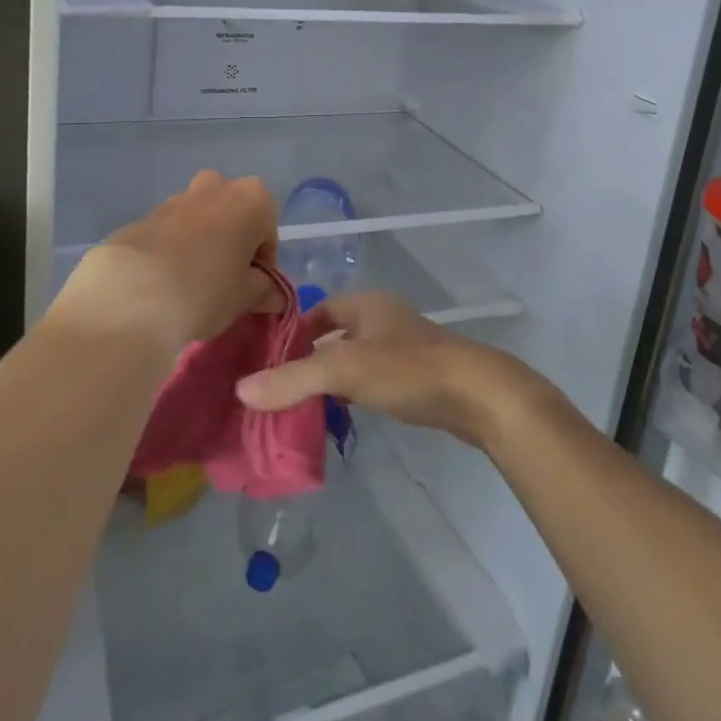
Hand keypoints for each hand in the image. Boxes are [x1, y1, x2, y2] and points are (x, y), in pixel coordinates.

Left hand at [52, 171, 278, 356]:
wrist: (133, 294)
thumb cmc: (207, 290)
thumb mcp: (246, 297)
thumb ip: (264, 290)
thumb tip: (274, 295)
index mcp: (251, 198)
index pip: (268, 230)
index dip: (263, 261)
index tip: (253, 288)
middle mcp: (216, 187)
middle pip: (233, 213)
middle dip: (232, 241)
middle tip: (225, 280)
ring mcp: (176, 198)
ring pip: (199, 218)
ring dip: (201, 242)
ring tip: (191, 284)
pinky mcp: (143, 216)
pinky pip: (169, 231)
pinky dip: (173, 249)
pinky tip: (164, 282)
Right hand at [235, 290, 541, 449]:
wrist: (479, 395)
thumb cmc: (408, 370)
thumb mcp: (345, 371)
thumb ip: (294, 379)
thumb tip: (241, 389)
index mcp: (367, 304)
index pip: (319, 309)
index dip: (293, 330)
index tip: (267, 358)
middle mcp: (384, 319)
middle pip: (335, 335)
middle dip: (309, 359)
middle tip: (278, 388)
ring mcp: (403, 348)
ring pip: (355, 360)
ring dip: (331, 380)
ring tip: (302, 407)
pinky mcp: (417, 377)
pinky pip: (374, 380)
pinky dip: (355, 394)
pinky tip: (343, 416)